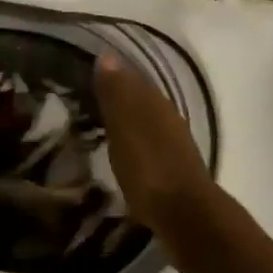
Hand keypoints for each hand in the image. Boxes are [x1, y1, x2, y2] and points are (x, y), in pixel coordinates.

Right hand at [94, 53, 216, 232]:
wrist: (185, 215)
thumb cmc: (148, 168)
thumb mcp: (124, 127)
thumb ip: (116, 93)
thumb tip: (107, 56)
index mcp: (155, 102)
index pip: (131, 78)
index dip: (111, 75)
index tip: (87, 75)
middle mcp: (168, 116)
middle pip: (140, 98)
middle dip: (119, 96)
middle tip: (90, 98)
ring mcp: (174, 143)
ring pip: (147, 120)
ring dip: (127, 119)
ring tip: (102, 124)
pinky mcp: (174, 168)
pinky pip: (150, 143)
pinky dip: (135, 141)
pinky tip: (124, 151)